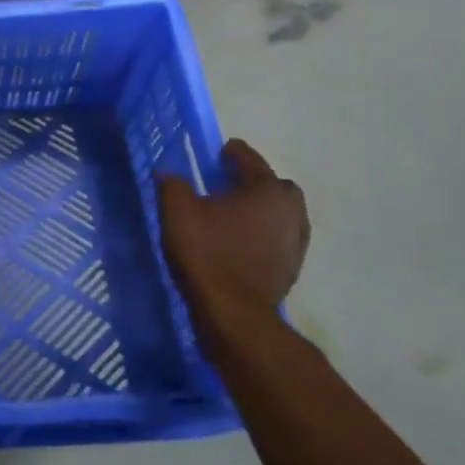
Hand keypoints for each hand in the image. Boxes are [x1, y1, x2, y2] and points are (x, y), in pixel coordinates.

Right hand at [158, 139, 309, 332]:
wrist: (234, 312)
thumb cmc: (207, 252)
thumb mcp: (177, 210)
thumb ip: (172, 184)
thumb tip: (170, 174)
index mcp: (265, 190)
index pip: (251, 159)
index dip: (233, 152)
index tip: (219, 152)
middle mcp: (289, 212)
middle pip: (276, 186)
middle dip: (255, 181)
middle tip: (229, 184)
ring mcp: (295, 242)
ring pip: (282, 214)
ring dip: (262, 210)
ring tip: (234, 215)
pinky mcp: (291, 268)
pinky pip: (279, 238)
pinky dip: (264, 233)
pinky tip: (240, 241)